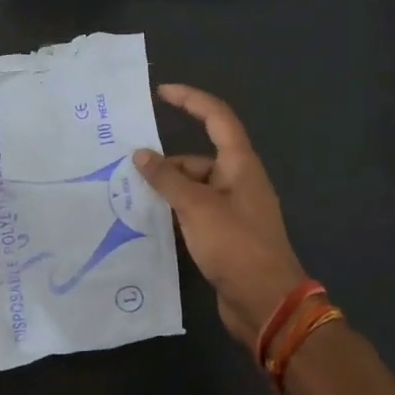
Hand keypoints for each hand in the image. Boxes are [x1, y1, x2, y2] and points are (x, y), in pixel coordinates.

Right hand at [133, 84, 309, 349]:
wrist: (265, 302)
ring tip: (131, 198)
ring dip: (168, 190)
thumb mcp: (197, 207)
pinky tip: (150, 222)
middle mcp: (239, 181)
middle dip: (167, 163)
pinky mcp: (226, 235)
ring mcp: (233, 210)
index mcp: (240, 164)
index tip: (161, 92)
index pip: (216, 117)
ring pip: (194, 187)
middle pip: (199, 158)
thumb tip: (141, 155)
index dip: (191, 99)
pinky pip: (195, 212)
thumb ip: (167, 179)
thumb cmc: (235, 245)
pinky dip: (175, 212)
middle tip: (128, 171)